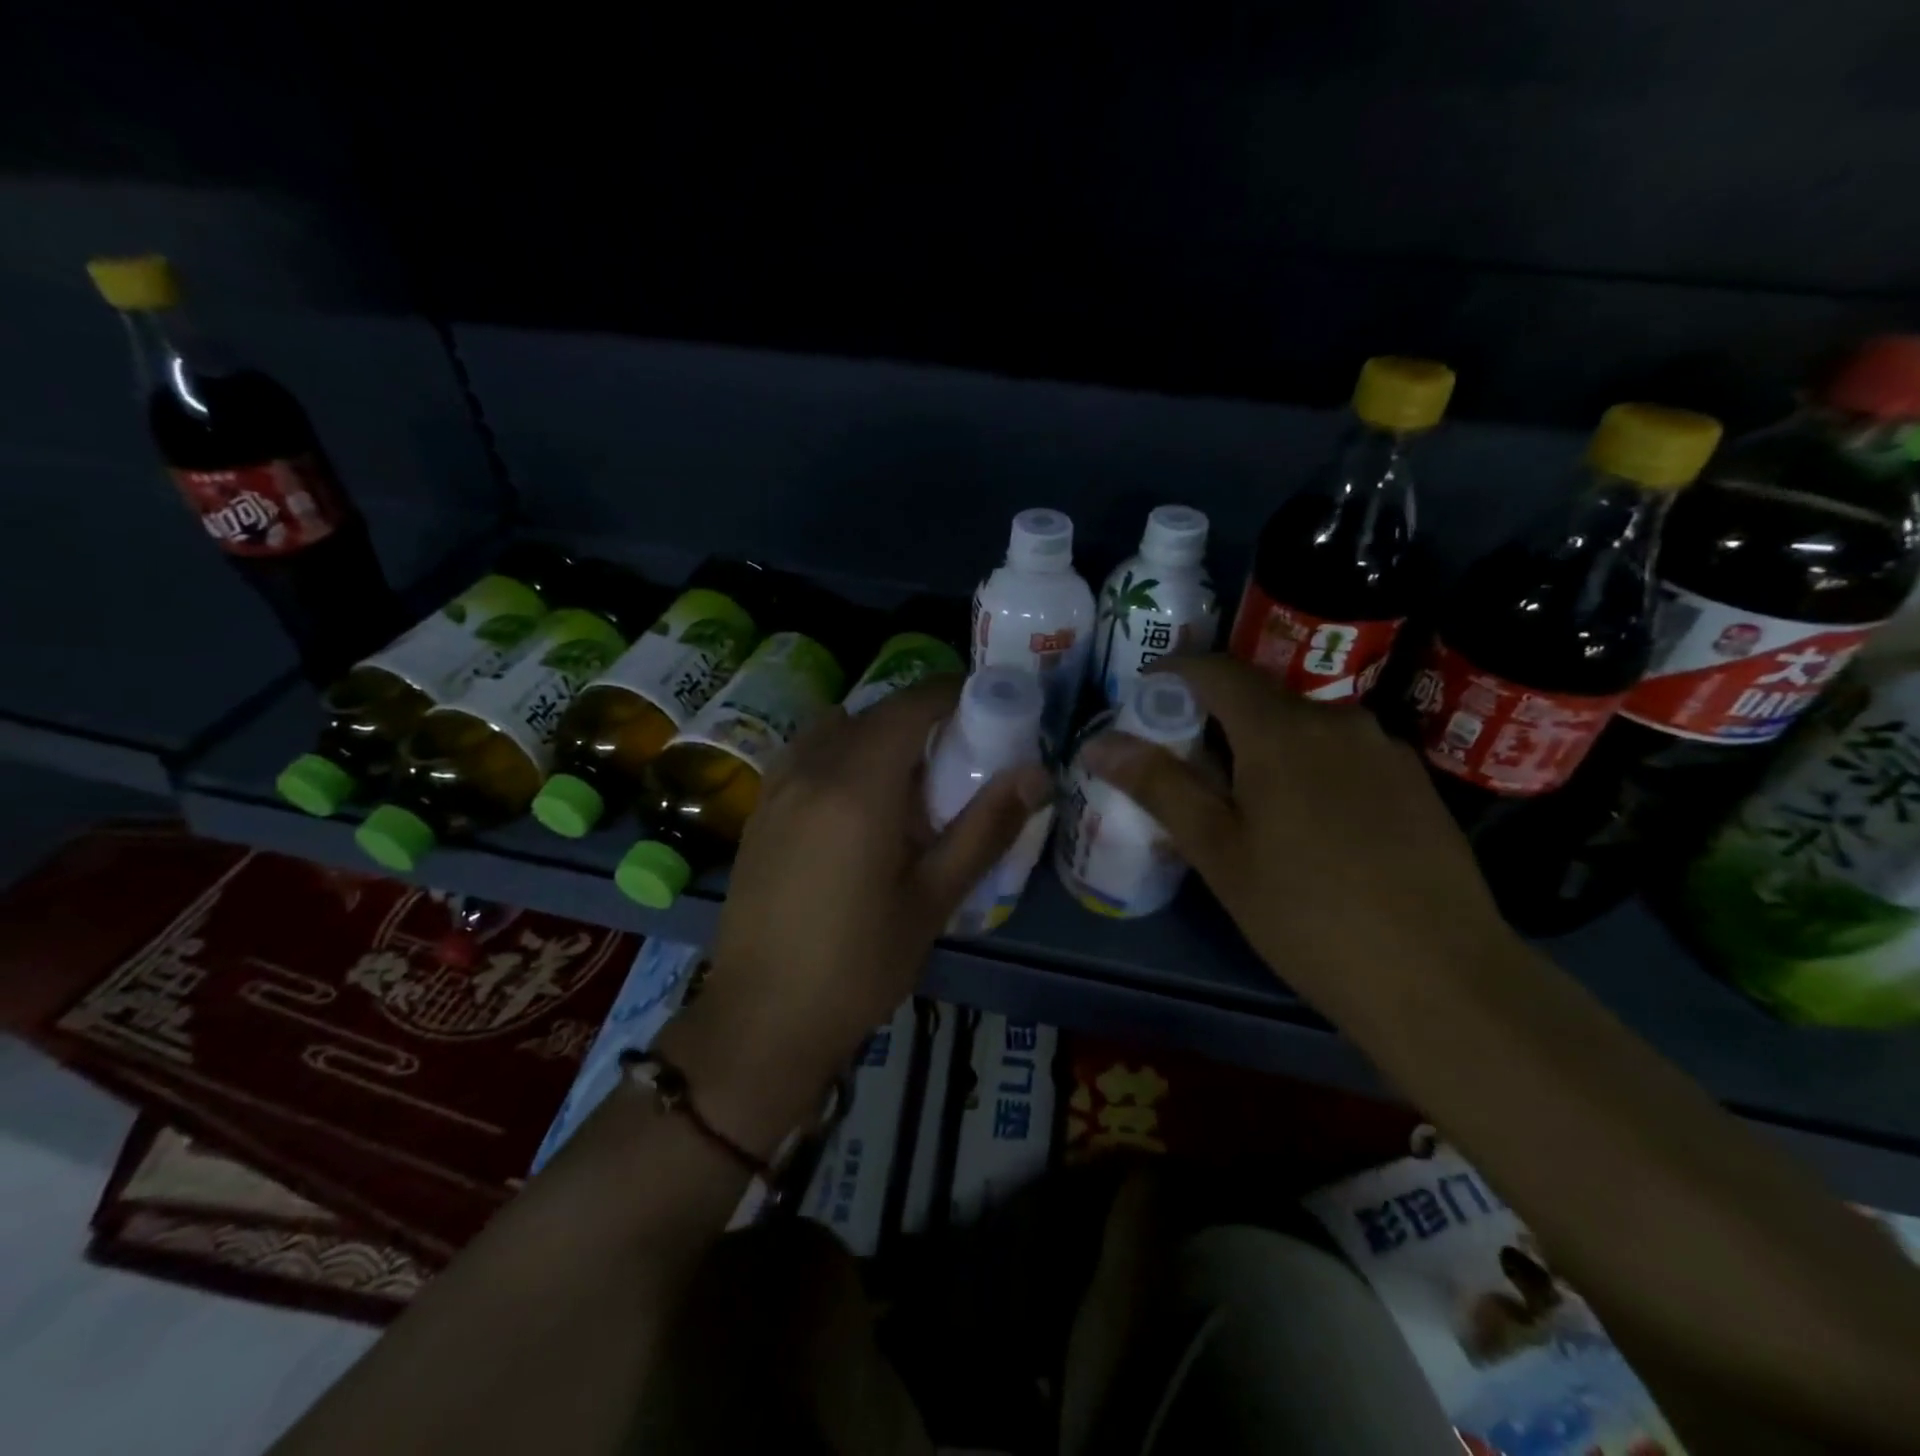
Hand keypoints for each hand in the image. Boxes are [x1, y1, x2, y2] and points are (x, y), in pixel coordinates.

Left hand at [662, 676, 1051, 1155]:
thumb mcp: (934, 899)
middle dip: (918, 718)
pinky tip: (856, 805)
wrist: (762, 1019)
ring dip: (874, 735)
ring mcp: (776, 788)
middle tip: (957, 752)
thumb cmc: (859, 964)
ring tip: (906, 779)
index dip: (948, 694)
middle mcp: (811, 770)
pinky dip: (839, 755)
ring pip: (834, 731)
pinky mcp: (759, 812)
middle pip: (872, 714)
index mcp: (858, 786)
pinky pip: (805, 756)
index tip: (983, 707)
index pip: (909, 707)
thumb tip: (1035, 774)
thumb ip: (985, 828)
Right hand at [1079, 655, 1513, 1018]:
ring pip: (1303, 726)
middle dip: (1214, 716)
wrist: (1443, 979)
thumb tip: (1098, 743)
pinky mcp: (1413, 783)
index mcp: (1282, 730)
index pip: (1216, 671)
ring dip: (1262, 744)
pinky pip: (1342, 753)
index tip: (1142, 696)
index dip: (1173, 673)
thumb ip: (1159, 786)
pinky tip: (1305, 822)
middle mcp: (1337, 720)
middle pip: (1260, 697)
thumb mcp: (1219, 853)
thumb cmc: (1308, 914)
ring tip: (1240, 797)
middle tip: (1182, 762)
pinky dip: (1306, 766)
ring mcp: (1384, 749)